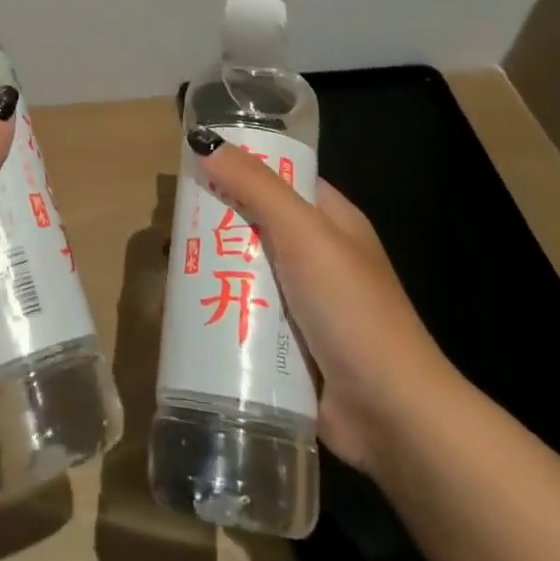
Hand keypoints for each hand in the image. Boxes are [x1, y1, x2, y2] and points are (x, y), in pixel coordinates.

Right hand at [192, 132, 456, 477]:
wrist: (393, 418)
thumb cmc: (353, 311)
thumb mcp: (305, 234)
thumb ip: (256, 187)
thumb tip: (205, 142)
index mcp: (332, 220)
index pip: (281, 177)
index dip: (241, 166)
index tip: (195, 163)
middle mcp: (317, 256)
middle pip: (256, 224)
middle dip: (216, 223)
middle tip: (170, 223)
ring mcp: (304, 303)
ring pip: (246, 272)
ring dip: (211, 270)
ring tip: (166, 267)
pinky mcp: (289, 346)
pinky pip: (245, 317)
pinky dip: (218, 312)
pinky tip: (182, 312)